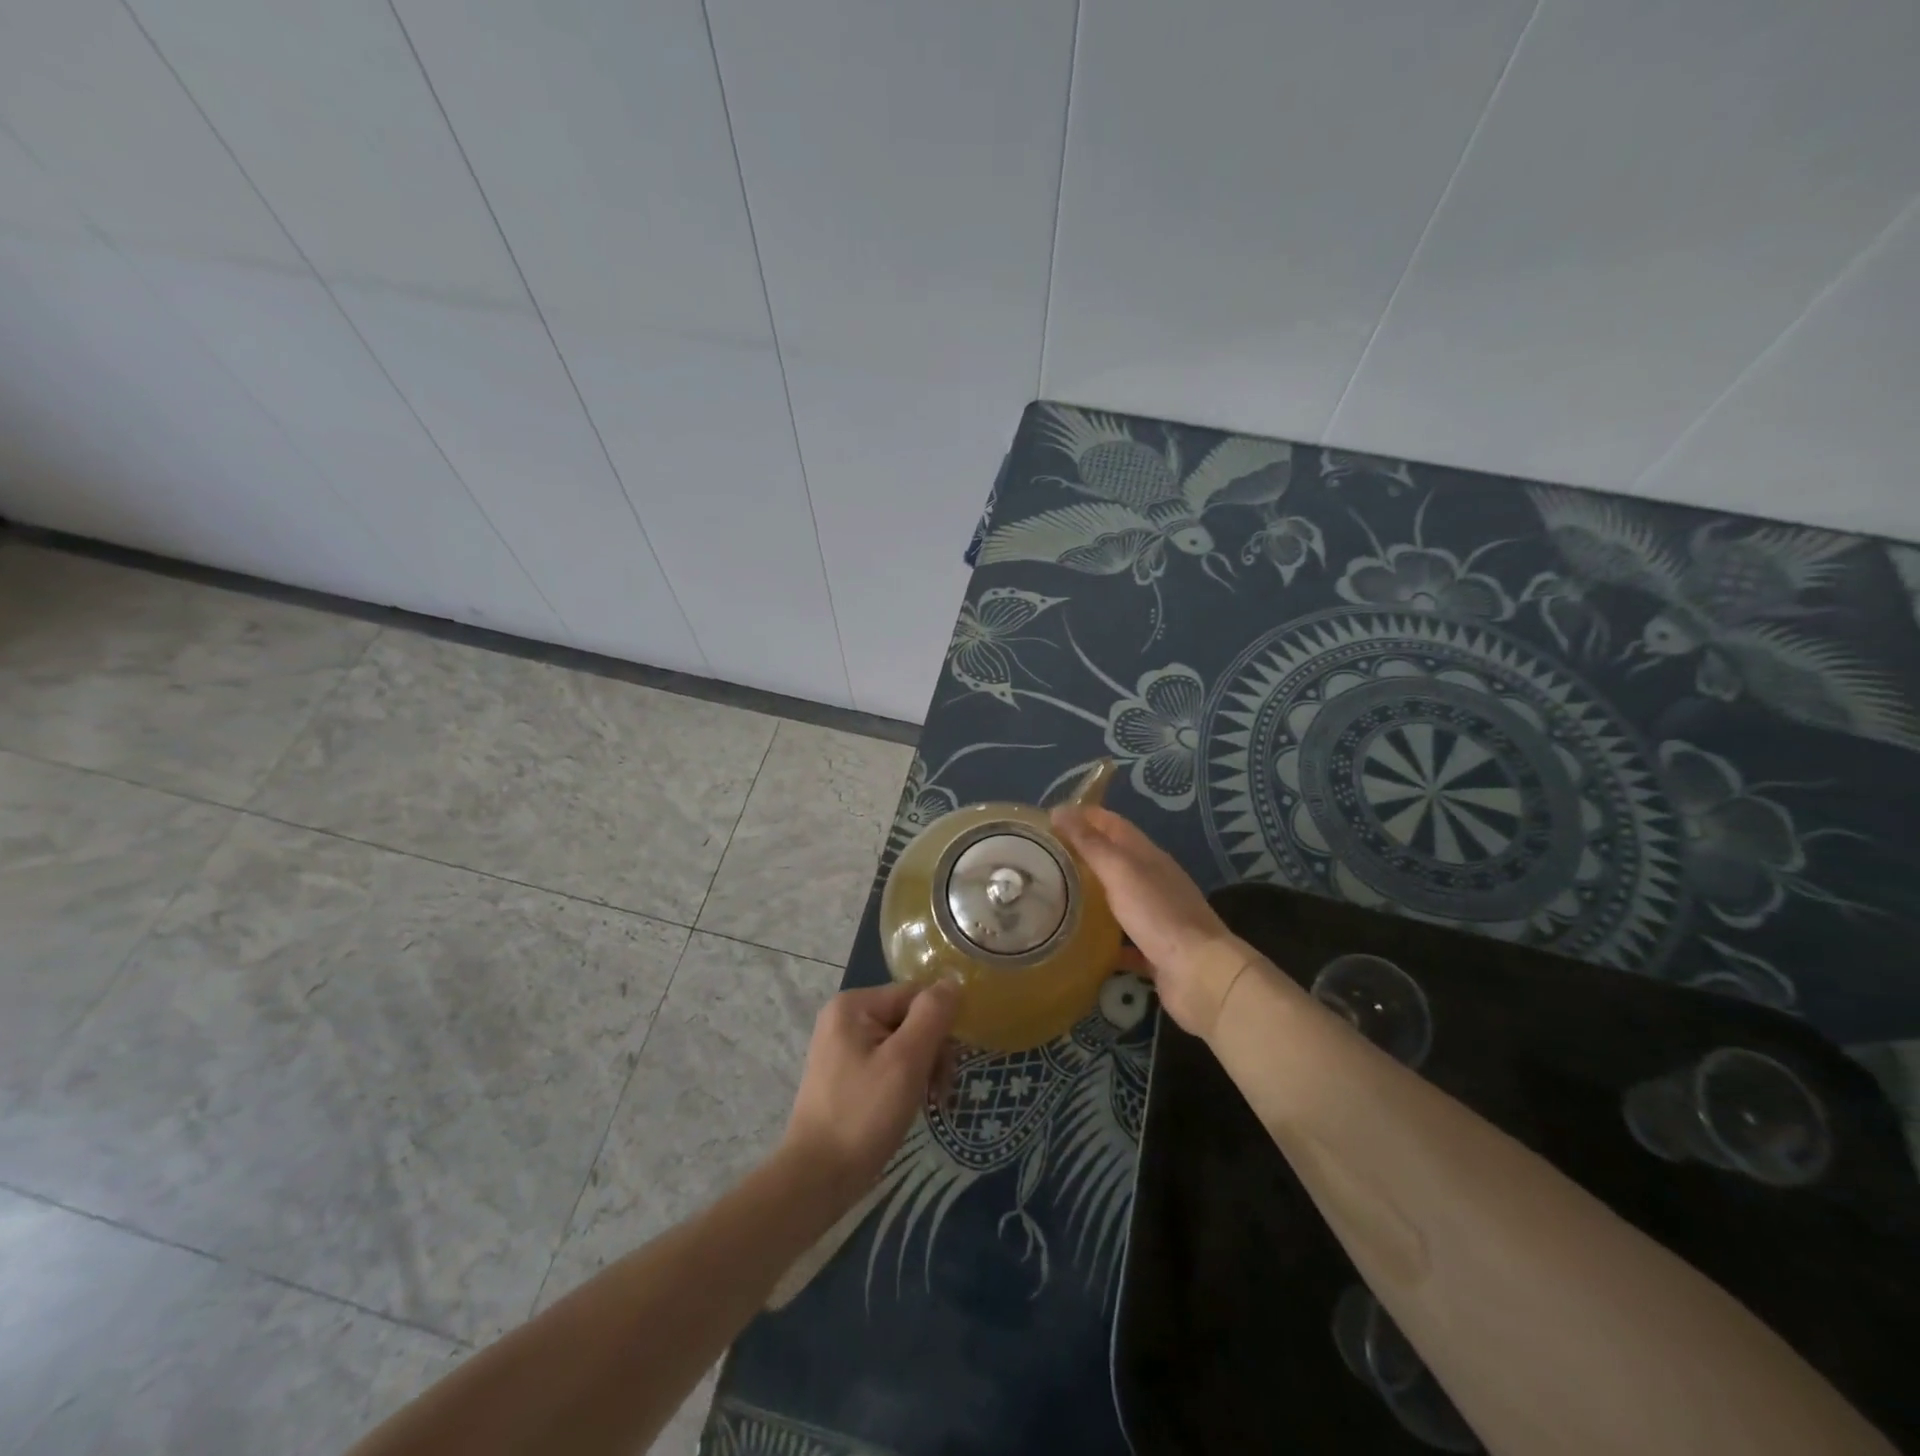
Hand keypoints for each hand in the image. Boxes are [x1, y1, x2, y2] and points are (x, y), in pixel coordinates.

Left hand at [779, 980, 959, 1199]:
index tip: (948, 1066)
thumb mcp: (906, 1061)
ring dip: (923, 1070)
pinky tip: (912, 1105)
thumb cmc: (863, 1115)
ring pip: (903, 1043)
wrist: (817, 1179)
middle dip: (932, 1052)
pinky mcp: (846, 1074)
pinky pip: (888, 1062)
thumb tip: (954, 980)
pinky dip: (906, 1081)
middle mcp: (845, 1017)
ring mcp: (843, 1046)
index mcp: (854, 1004)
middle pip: (910, 1018)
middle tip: (939, 1092)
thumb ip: (932, 1015)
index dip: (939, 1026)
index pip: (915, 996)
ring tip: (929, 1103)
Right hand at [1052, 804, 1249, 1038]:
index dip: (1085, 815)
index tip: (1050, 818)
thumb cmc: (1159, 914)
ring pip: (1117, 898)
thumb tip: (1060, 810)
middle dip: (1084, 854)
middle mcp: (1153, 882)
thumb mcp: (1120, 871)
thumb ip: (1090, 844)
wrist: (1200, 975)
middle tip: (1045, 858)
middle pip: (1115, 860)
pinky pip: (1123, 939)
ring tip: (1054, 896)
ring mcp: (1155, 917)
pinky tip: (1079, 942)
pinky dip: (1103, 937)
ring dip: (1091, 894)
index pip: (1113, 824)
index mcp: (1148, 856)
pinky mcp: (1153, 950)